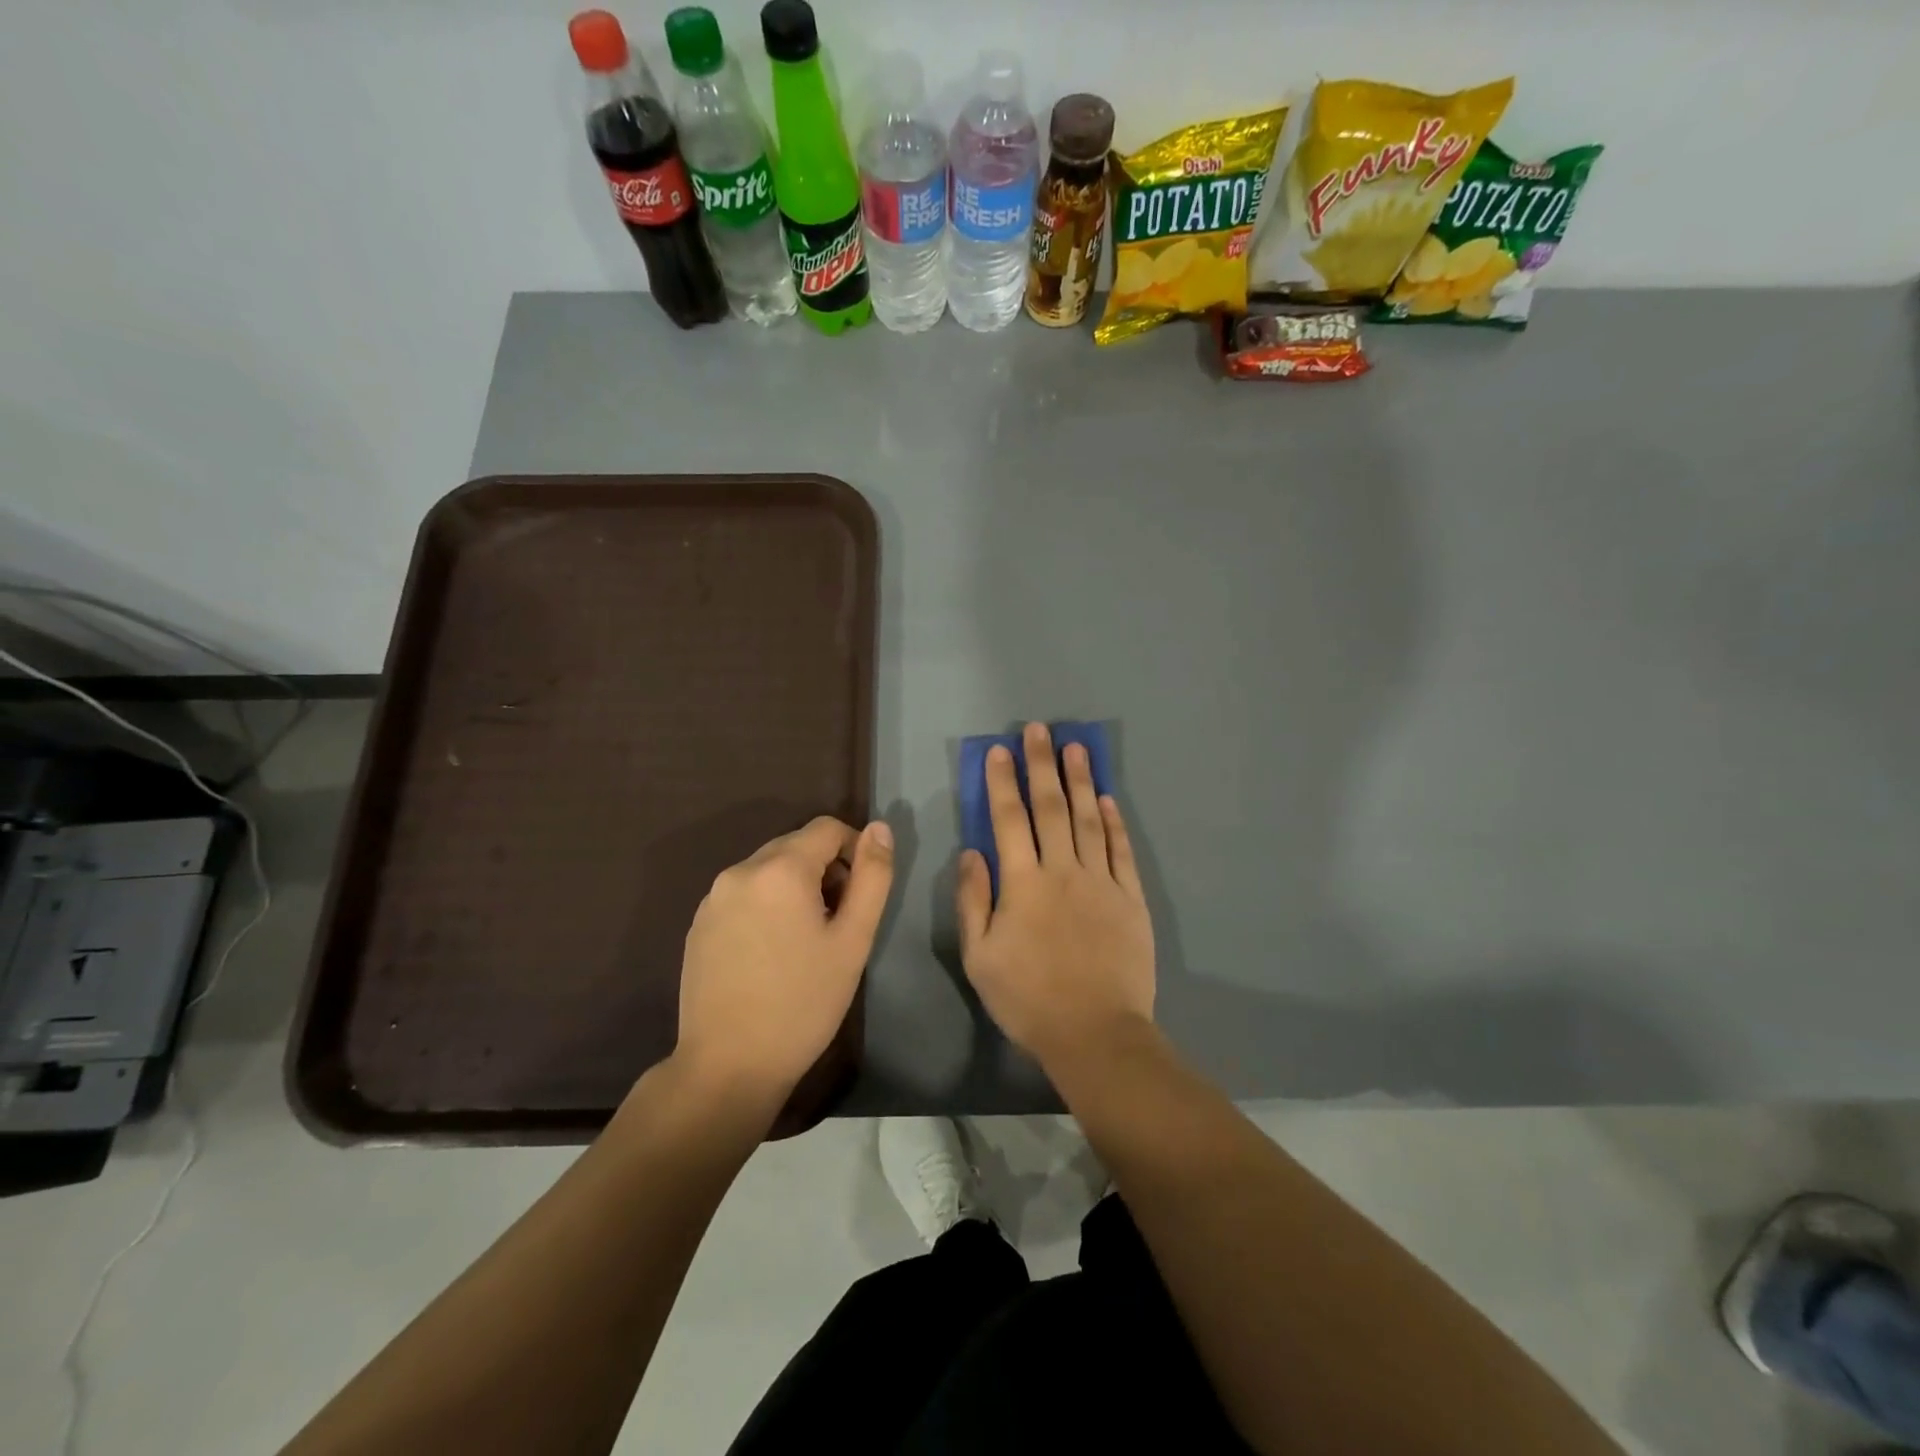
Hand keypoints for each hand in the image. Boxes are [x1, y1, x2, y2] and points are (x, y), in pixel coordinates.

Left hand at [674, 816, 894, 1113]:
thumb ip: (872, 876)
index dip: (854, 850)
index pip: (827, 828)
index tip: (861, 893)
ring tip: (805, 940)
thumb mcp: (853, 940)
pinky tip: (771, 952)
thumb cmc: (803, 1002)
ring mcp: (713, 897)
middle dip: (824, 870)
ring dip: (794, 887)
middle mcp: (740, 870)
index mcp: (780, 869)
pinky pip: (743, 894)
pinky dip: (766, 905)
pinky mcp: (698, 923)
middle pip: (795, 845)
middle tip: (838, 921)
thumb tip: (880, 828)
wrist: (728, 1066)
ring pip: (768, 869)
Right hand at [957, 723, 1154, 1066]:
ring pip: (1089, 819)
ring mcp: (1101, 881)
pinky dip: (1115, 822)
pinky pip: (1121, 851)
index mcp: (1023, 883)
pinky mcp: (1131, 898)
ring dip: (1081, 781)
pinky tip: (1108, 798)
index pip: (1009, 819)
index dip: (1003, 782)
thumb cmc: (1028, 998)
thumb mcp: (980, 956)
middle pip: (1052, 807)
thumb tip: (971, 852)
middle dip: (1043, 765)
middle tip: (1040, 730)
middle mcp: (1063, 870)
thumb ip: (973, 901)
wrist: (1095, 1033)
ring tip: (1077, 747)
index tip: (1000, 751)